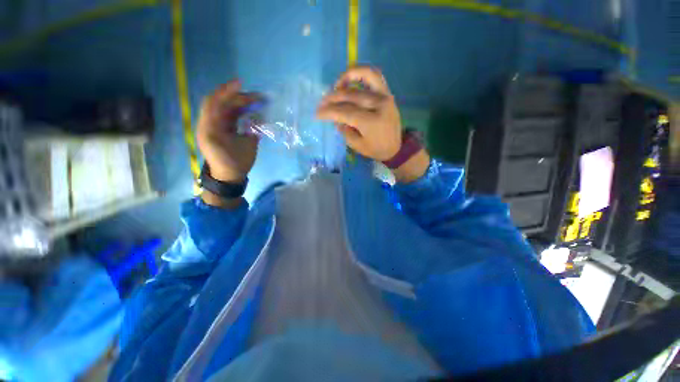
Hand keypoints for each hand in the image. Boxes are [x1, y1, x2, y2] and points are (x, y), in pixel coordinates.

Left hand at [197, 80, 259, 182]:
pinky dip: (239, 112)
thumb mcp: (247, 148)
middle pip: (221, 103)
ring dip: (240, 104)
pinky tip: (250, 111)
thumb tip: (259, 118)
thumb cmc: (236, 164)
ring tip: (256, 102)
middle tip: (257, 98)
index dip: (226, 91)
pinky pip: (229, 116)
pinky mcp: (220, 130)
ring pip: (226, 109)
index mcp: (210, 128)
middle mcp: (209, 124)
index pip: (215, 103)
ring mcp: (214, 127)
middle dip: (239, 98)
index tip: (240, 84)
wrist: (227, 177)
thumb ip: (252, 131)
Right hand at [316, 66, 401, 160]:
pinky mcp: (387, 93)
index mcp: (370, 122)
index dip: (328, 112)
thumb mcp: (357, 145)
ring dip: (347, 76)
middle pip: (350, 95)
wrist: (396, 147)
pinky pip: (375, 76)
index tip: (317, 114)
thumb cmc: (376, 149)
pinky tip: (351, 80)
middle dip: (332, 98)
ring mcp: (384, 96)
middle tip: (322, 103)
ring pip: (365, 75)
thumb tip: (336, 118)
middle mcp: (378, 104)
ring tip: (336, 85)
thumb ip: (344, 130)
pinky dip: (362, 73)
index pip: (344, 112)